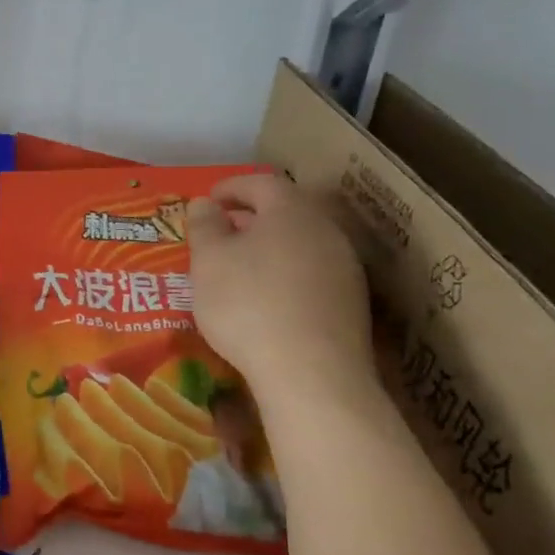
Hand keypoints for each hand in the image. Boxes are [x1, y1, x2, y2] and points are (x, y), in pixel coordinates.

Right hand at [186, 173, 373, 404]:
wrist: (311, 372)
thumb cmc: (247, 304)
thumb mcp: (209, 261)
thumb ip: (205, 226)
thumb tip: (204, 203)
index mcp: (291, 211)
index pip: (261, 182)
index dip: (231, 187)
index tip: (206, 200)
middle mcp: (325, 230)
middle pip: (285, 211)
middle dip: (250, 218)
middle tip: (219, 234)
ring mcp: (345, 267)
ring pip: (300, 243)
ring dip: (268, 248)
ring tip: (238, 269)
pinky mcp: (351, 302)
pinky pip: (311, 273)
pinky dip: (284, 274)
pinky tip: (266, 299)